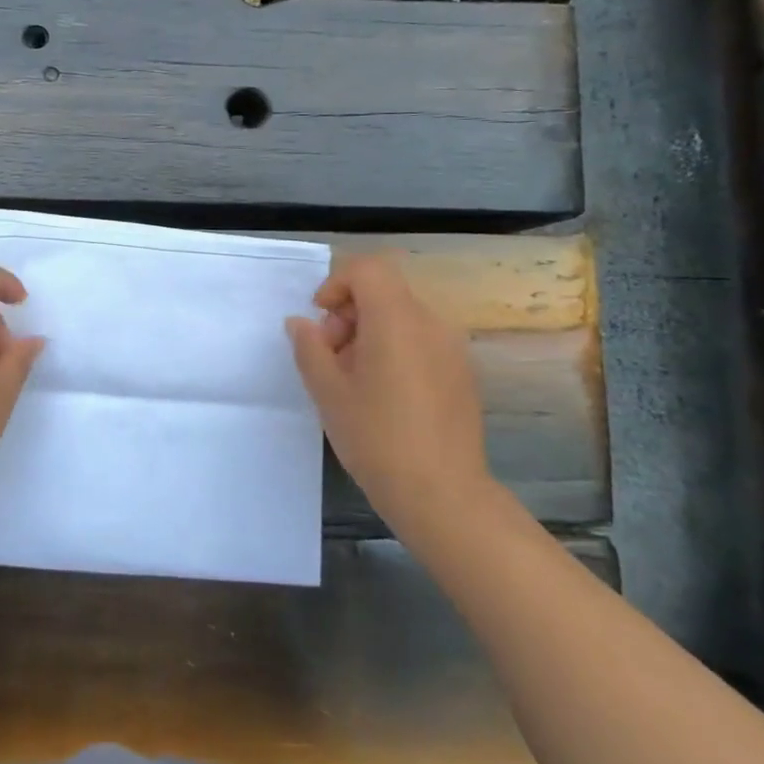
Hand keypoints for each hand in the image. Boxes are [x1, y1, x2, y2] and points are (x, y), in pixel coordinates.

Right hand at [285, 252, 490, 518]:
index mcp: (397, 320)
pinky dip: (395, 350)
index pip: (368, 268)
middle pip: (385, 291)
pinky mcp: (462, 373)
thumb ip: (309, 348)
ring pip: (402, 317)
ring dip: (370, 333)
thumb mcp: (328, 393)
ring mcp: (452, 348)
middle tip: (331, 358)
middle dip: (349, 313)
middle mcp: (431, 323)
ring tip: (354, 380)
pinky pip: (421, 341)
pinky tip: (384, 395)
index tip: (321, 321)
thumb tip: (301, 323)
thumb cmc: (377, 439)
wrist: (443, 495)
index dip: (337, 284)